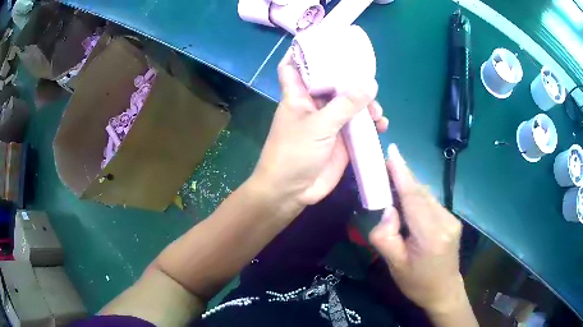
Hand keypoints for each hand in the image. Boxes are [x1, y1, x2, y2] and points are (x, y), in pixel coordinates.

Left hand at [252, 52, 387, 206]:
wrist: (292, 191)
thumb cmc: (294, 154)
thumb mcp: (319, 126)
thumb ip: (345, 105)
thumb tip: (370, 84)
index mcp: (298, 95)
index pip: (294, 65)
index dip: (302, 53)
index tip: (322, 42)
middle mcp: (313, 105)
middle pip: (331, 82)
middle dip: (350, 80)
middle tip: (369, 81)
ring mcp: (328, 122)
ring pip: (349, 104)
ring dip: (365, 104)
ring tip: (377, 112)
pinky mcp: (340, 139)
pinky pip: (358, 125)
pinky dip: (370, 124)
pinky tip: (381, 125)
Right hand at [369, 144, 465, 313]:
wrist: (444, 292)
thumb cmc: (417, 283)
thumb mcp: (394, 265)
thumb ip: (385, 236)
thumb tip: (388, 210)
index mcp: (430, 235)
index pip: (413, 198)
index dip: (402, 173)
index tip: (392, 152)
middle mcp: (445, 222)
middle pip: (420, 193)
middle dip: (402, 177)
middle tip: (384, 165)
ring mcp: (452, 219)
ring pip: (426, 196)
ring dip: (409, 188)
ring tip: (392, 186)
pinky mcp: (452, 220)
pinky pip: (431, 203)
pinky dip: (417, 198)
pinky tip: (408, 206)